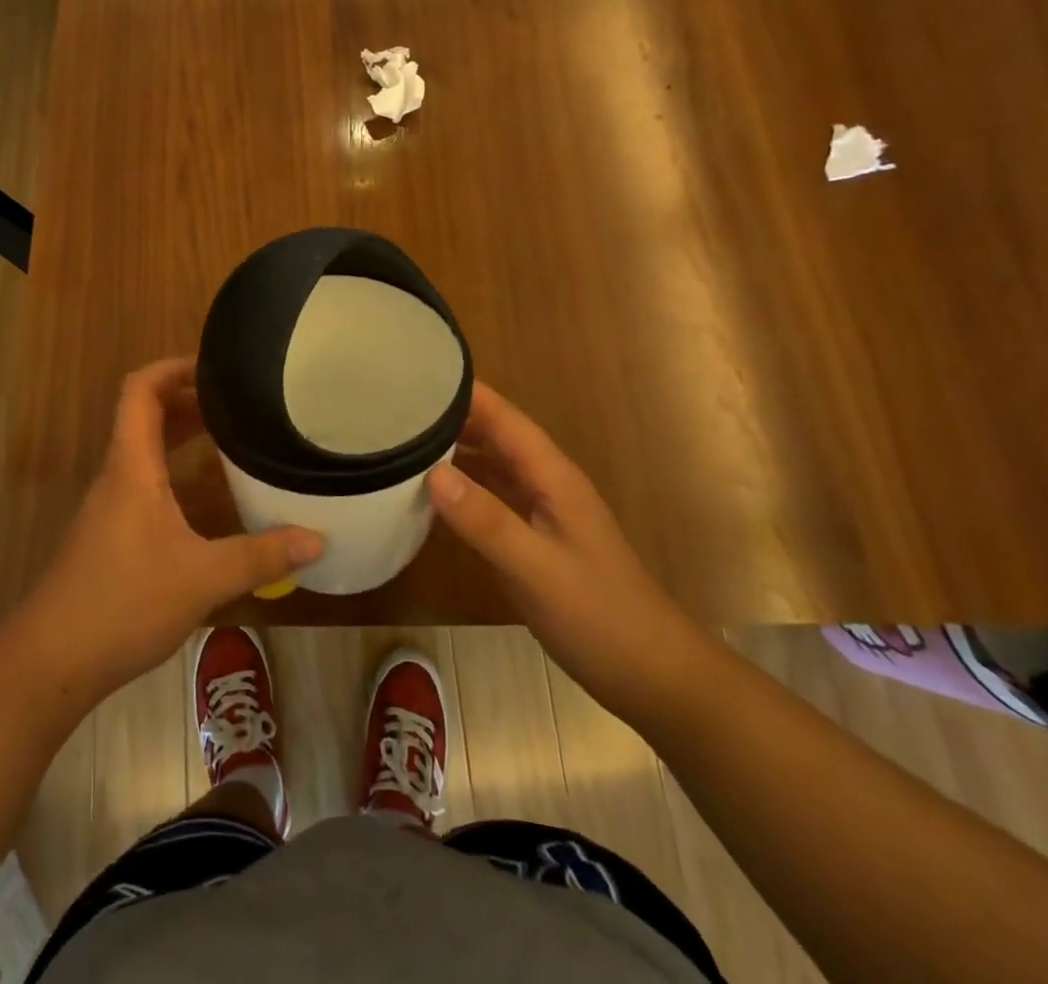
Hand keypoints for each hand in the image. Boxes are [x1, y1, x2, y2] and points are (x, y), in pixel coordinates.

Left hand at [18, 358, 323, 704]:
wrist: (50, 662)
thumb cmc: (123, 602)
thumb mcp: (202, 578)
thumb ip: (260, 557)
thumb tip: (317, 540)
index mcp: (131, 467)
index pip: (140, 391)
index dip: (172, 368)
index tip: (214, 366)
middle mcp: (117, 476)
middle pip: (145, 416)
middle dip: (189, 401)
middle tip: (237, 403)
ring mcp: (110, 507)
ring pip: (146, 453)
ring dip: (182, 438)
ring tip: (230, 440)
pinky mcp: (110, 536)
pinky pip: (145, 484)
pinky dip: (176, 475)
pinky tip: (208, 502)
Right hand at [428, 382, 715, 721]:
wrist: (652, 675)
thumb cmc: (599, 615)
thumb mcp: (537, 567)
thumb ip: (486, 520)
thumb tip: (432, 472)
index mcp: (552, 476)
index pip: (503, 418)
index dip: (465, 392)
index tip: (417, 372)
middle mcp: (545, 484)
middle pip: (494, 435)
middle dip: (450, 417)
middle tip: (394, 407)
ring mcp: (541, 513)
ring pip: (491, 466)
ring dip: (453, 451)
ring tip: (401, 441)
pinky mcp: (533, 541)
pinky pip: (490, 499)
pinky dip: (461, 489)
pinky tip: (430, 496)